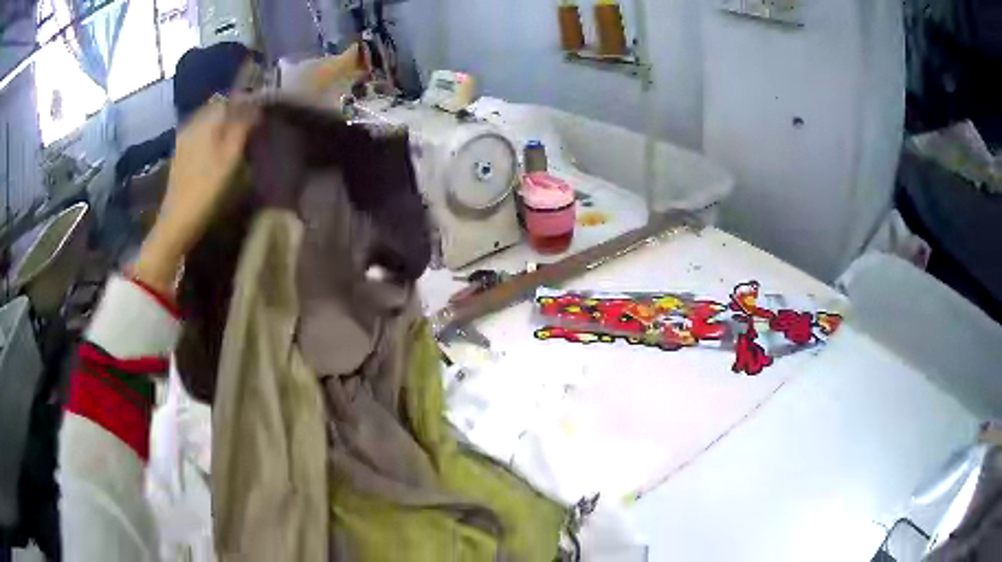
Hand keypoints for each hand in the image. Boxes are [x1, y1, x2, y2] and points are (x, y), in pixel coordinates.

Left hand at [133, 97, 258, 294]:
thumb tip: (255, 107)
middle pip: (216, 106)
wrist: (177, 220)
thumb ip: (242, 128)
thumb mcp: (230, 158)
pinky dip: (210, 133)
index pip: (229, 99)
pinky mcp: (179, 153)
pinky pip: (198, 132)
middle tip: (249, 121)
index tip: (259, 110)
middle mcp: (193, 124)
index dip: (245, 101)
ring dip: (221, 121)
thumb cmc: (207, 190)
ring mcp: (183, 139)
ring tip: (235, 133)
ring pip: (206, 119)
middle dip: (232, 109)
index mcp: (206, 121)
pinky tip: (216, 146)